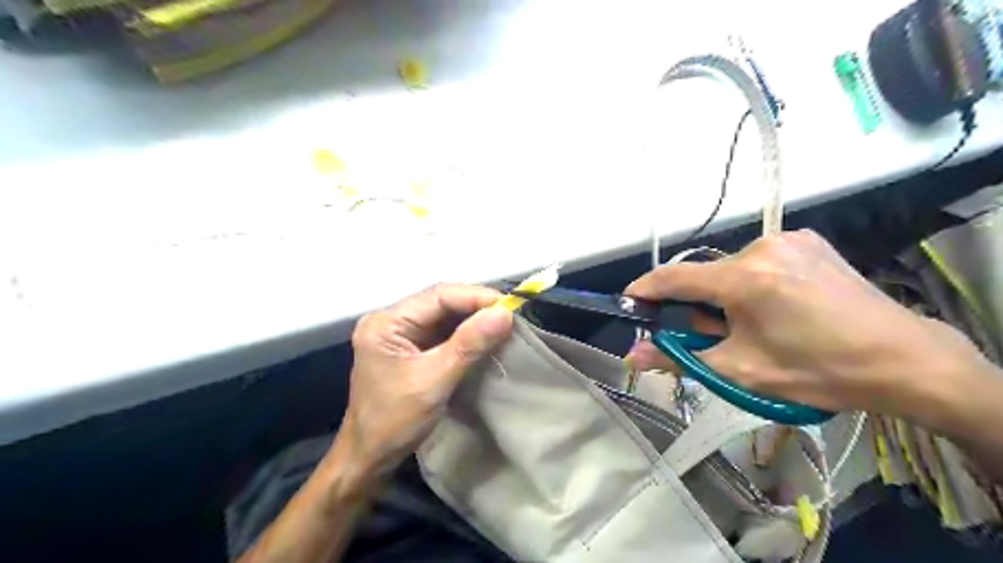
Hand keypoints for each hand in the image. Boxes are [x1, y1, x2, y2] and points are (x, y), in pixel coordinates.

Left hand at [338, 285, 508, 478]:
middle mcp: (391, 320)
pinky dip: (466, 333)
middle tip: (512, 315)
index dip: (476, 296)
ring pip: (444, 315)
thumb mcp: (434, 381)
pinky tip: (486, 336)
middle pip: (441, 301)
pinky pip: (443, 332)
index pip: (438, 295)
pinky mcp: (411, 348)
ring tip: (505, 323)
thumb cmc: (395, 422)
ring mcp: (400, 334)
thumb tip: (505, 314)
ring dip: (474, 319)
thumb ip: (468, 345)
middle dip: (477, 306)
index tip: (510, 306)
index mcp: (386, 322)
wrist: (369, 458)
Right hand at [625, 229, 988, 416]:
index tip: (630, 302)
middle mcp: (762, 247)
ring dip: (725, 294)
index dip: (645, 289)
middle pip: (705, 275)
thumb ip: (679, 358)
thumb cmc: (817, 370)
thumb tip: (632, 355)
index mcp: (744, 278)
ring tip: (752, 324)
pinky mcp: (807, 241)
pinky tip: (776, 305)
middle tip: (712, 335)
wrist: (904, 360)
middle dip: (697, 304)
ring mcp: (788, 239)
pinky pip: (759, 259)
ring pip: (731, 267)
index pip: (674, 277)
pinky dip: (751, 281)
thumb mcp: (741, 370)